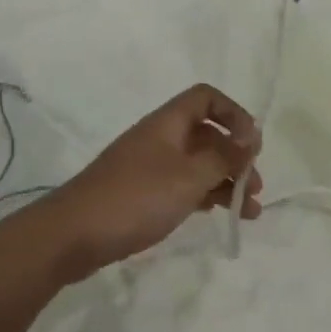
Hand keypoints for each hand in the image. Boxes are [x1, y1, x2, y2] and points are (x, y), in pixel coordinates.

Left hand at [36, 84, 262, 278]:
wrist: (74, 233)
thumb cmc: (136, 198)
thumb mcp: (188, 177)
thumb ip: (222, 157)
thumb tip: (251, 138)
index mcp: (167, 123)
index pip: (205, 98)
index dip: (233, 113)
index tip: (253, 145)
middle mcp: (158, 138)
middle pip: (204, 133)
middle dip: (234, 155)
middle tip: (255, 186)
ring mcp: (147, 166)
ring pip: (195, 163)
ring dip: (224, 180)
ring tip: (250, 212)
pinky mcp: (140, 193)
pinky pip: (181, 185)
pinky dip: (203, 195)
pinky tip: (218, 214)